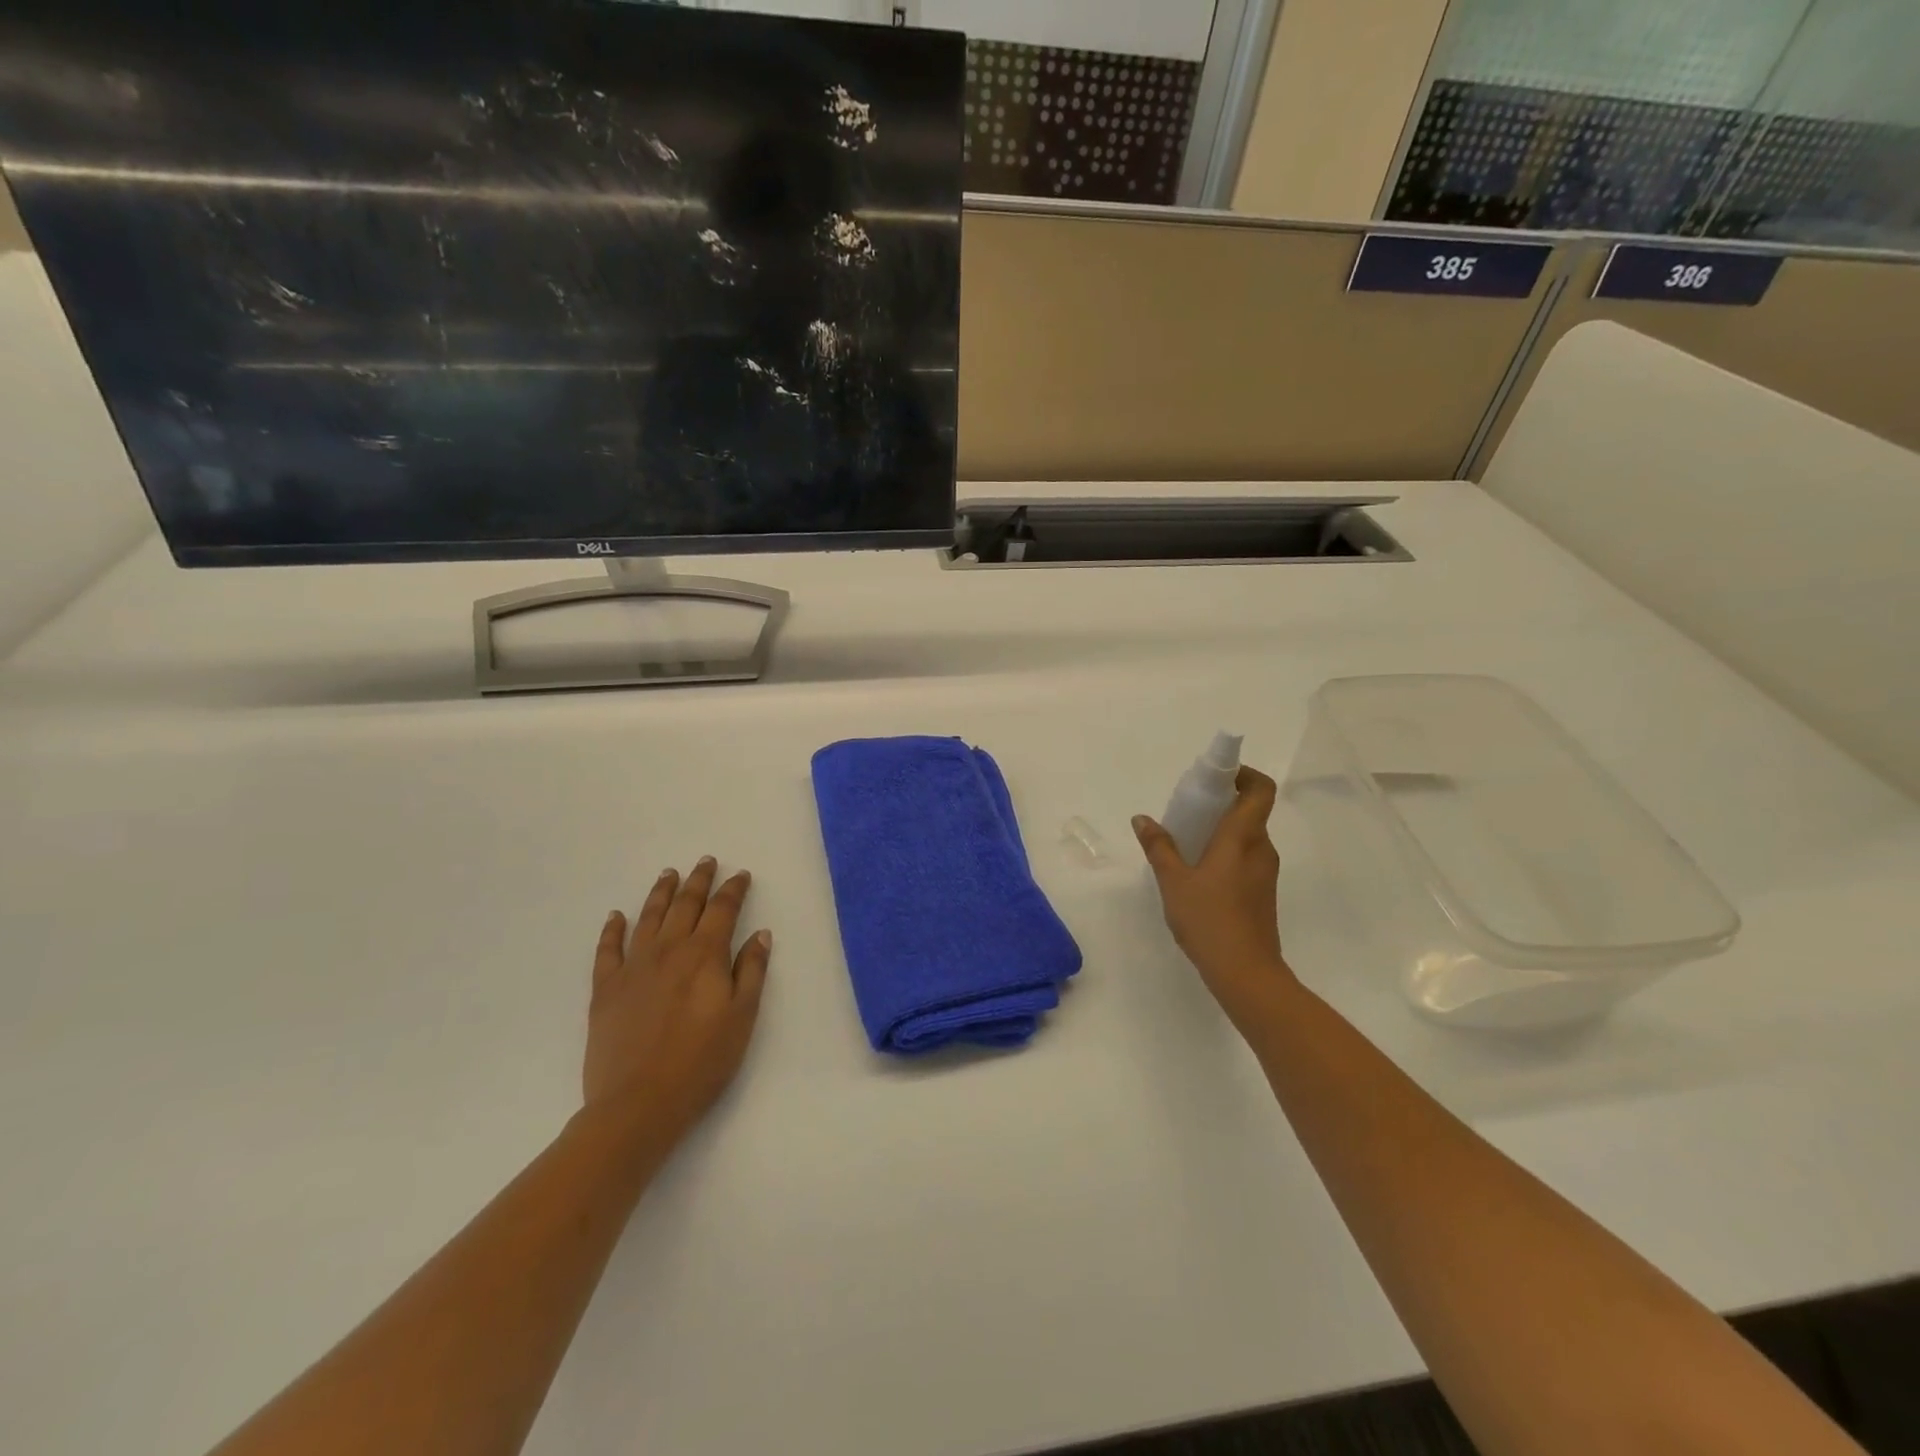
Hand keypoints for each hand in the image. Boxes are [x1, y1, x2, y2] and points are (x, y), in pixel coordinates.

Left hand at [583, 858, 771, 1148]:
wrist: (638, 1104)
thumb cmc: (702, 1062)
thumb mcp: (742, 1017)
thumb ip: (752, 971)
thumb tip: (760, 934)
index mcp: (705, 955)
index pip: (723, 910)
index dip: (734, 890)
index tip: (741, 875)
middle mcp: (669, 950)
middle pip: (686, 905)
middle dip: (699, 881)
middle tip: (706, 861)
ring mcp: (633, 967)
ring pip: (648, 917)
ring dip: (660, 893)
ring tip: (668, 874)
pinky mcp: (605, 989)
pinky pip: (608, 949)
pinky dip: (613, 929)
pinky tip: (616, 917)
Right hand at [1134, 766, 1296, 1035]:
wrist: (1245, 973)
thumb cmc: (1209, 920)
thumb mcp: (1173, 881)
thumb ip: (1158, 847)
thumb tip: (1142, 819)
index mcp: (1243, 837)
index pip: (1260, 790)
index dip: (1244, 774)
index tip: (1216, 777)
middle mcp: (1261, 849)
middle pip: (1251, 811)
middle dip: (1223, 802)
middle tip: (1189, 808)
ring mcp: (1265, 872)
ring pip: (1248, 836)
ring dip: (1222, 829)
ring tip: (1187, 841)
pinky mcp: (1263, 893)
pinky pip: (1246, 857)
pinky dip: (1226, 852)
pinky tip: (1199, 872)